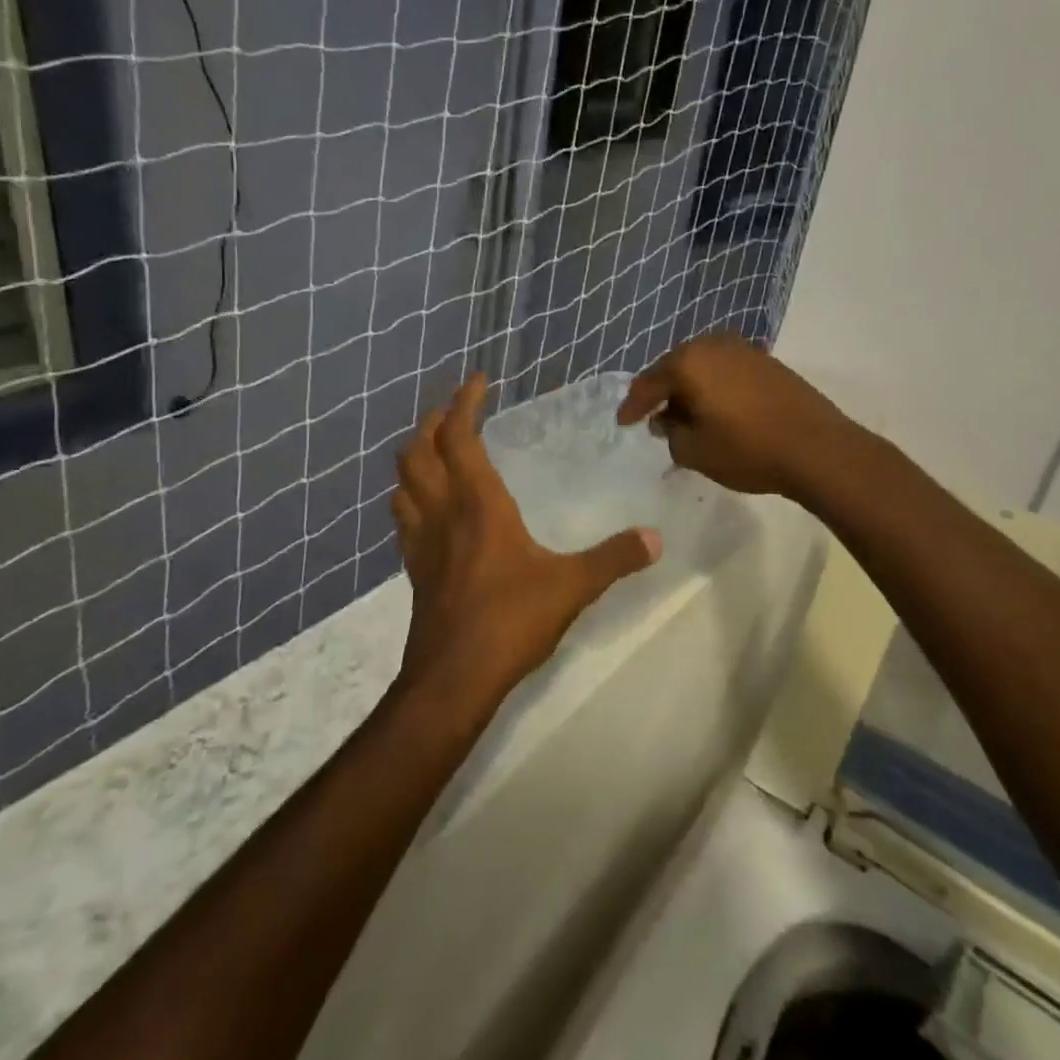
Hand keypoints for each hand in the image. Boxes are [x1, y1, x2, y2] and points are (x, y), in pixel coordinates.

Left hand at [391, 373, 661, 706]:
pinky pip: (403, 516)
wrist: (452, 679)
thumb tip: (656, 538)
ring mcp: (421, 541)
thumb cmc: (510, 621)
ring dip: (415, 454)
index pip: (459, 437)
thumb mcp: (572, 586)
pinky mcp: (414, 568)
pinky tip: (427, 505)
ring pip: (403, 481)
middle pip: (418, 451)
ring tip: (436, 447)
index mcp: (478, 504)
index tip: (476, 380)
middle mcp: (442, 512)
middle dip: (433, 422)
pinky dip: (411, 494)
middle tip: (455, 410)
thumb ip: (614, 558)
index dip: (464, 403)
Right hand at [615, 332, 860, 500]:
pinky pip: (725, 369)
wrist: (817, 447)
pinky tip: (716, 407)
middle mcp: (712, 345)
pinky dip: (714, 385)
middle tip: (653, 416)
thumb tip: (669, 420)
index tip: (623, 422)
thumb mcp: (695, 452)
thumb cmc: (748, 449)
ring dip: (690, 387)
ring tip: (685, 414)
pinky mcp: (766, 361)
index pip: (649, 383)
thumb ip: (671, 433)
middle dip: (662, 392)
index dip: (634, 405)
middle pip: (675, 367)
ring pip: (702, 366)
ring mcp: (743, 349)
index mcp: (688, 362)